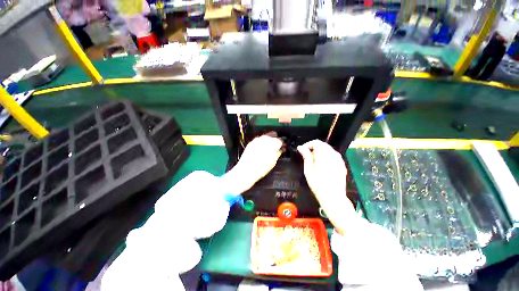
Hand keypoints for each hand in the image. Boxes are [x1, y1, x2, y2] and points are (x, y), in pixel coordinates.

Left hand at [221, 133, 282, 193]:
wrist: (246, 171)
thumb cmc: (260, 169)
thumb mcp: (273, 162)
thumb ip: (277, 153)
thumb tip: (280, 150)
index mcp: (271, 144)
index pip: (280, 140)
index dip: (282, 143)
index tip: (282, 146)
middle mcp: (264, 140)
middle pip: (273, 135)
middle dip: (276, 140)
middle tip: (277, 146)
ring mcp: (256, 141)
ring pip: (265, 136)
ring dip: (269, 140)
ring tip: (270, 147)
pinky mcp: (251, 143)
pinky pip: (258, 139)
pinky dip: (262, 142)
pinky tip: (262, 148)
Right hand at [297, 140, 355, 234]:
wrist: (333, 197)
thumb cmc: (318, 184)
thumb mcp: (308, 170)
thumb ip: (306, 156)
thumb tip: (301, 147)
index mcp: (324, 154)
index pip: (316, 142)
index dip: (307, 145)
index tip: (302, 151)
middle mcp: (333, 154)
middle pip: (322, 145)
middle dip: (313, 148)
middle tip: (306, 156)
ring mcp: (339, 159)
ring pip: (328, 149)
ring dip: (320, 152)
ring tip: (313, 161)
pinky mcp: (342, 164)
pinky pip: (333, 155)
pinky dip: (326, 156)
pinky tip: (322, 164)